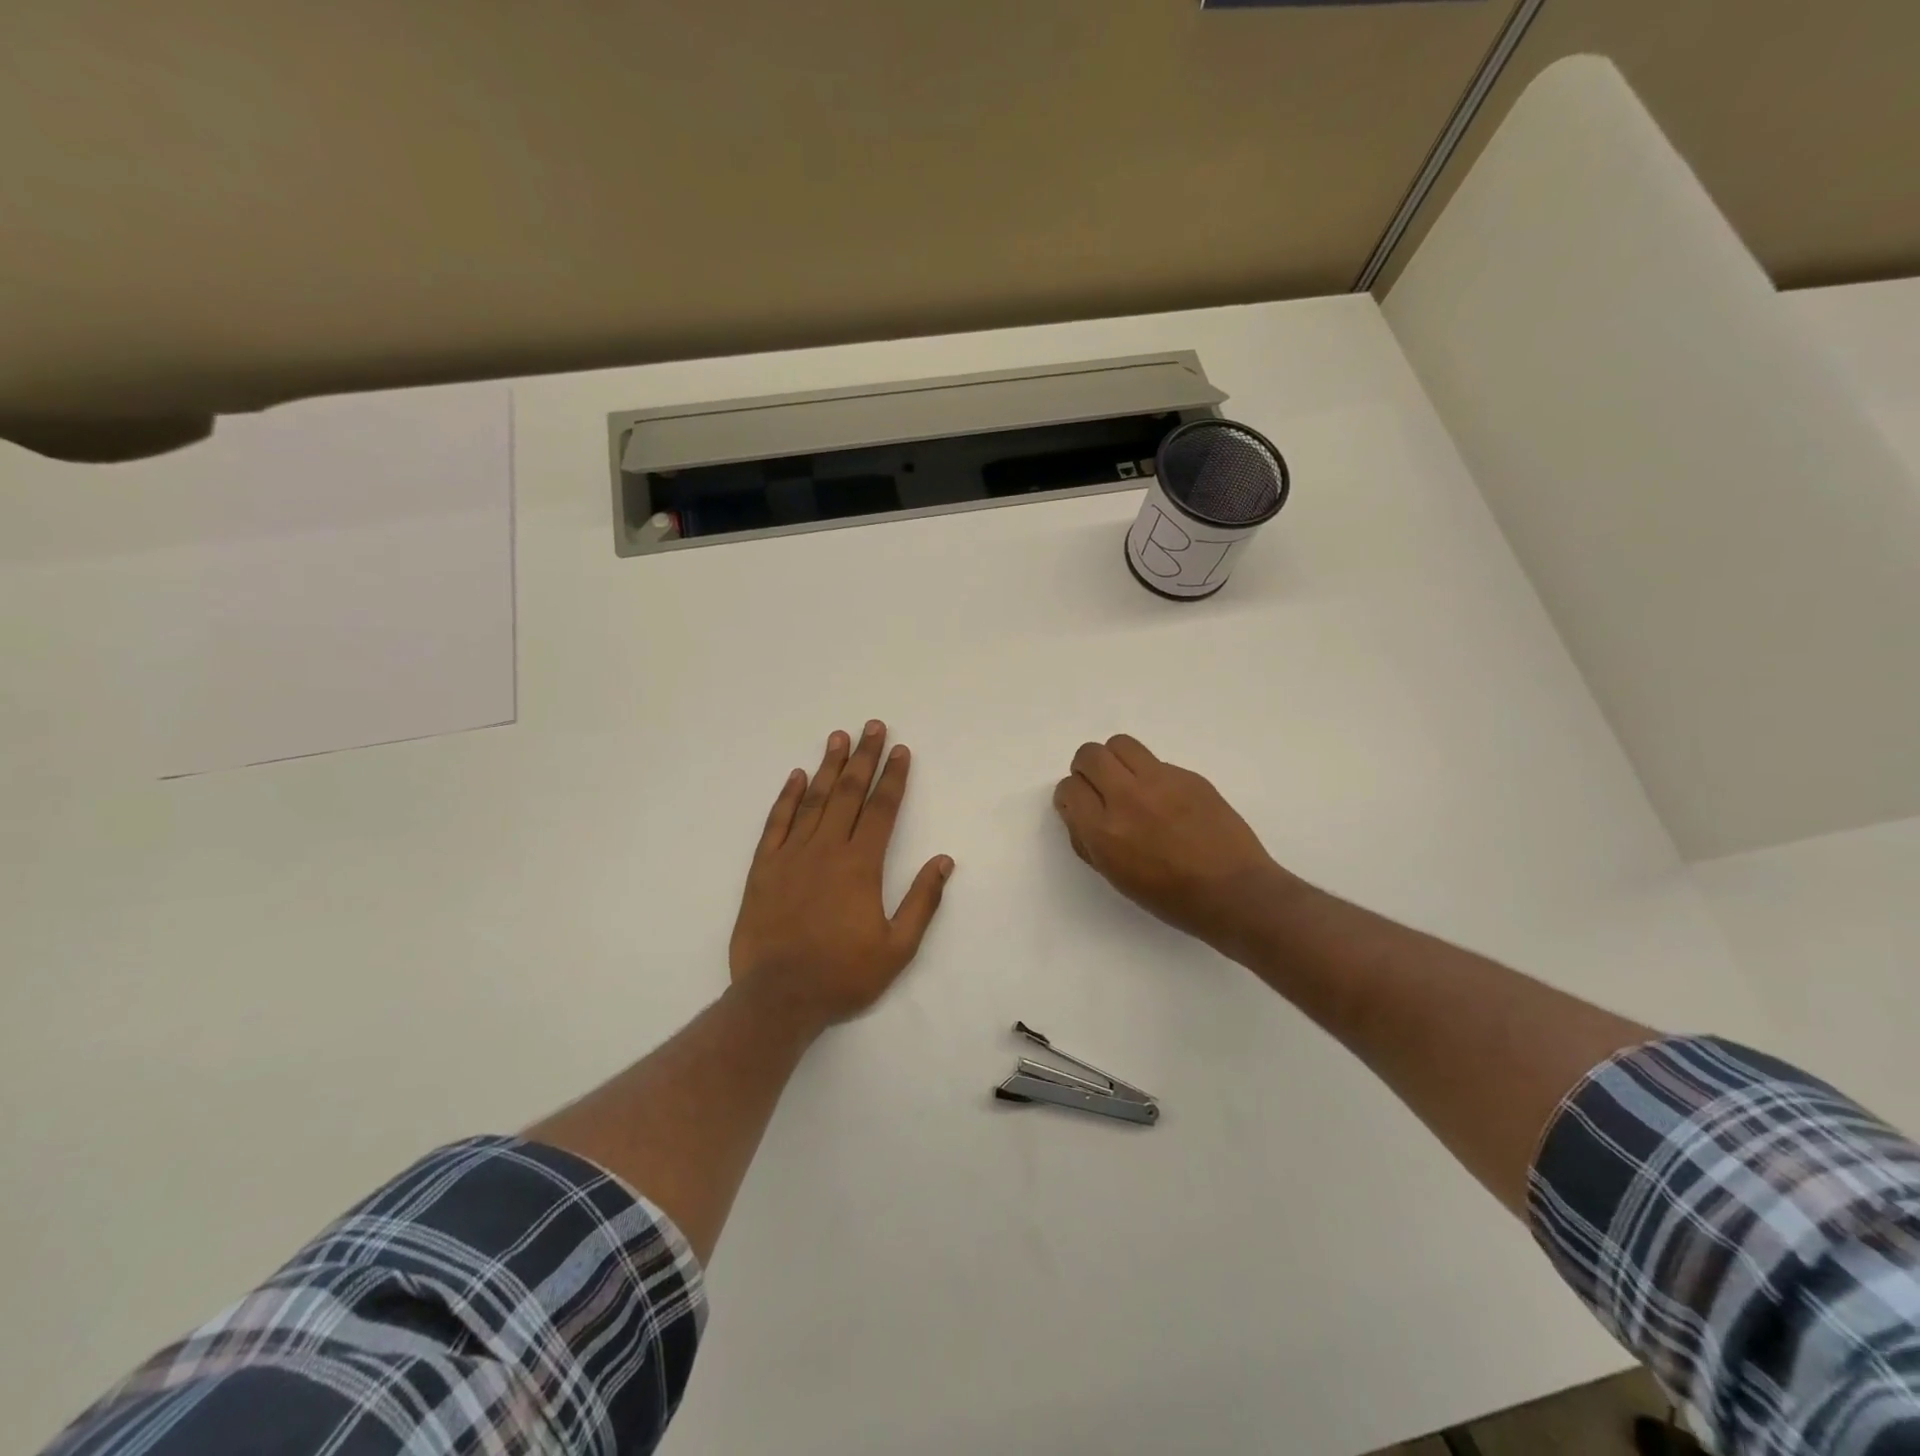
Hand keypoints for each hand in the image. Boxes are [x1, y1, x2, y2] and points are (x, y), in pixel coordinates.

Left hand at [730, 721, 953, 1026]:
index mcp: (861, 866)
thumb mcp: (897, 948)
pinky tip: (796, 776)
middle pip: (848, 793)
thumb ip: (922, 901)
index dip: (893, 778)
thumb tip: (944, 861)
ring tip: (838, 737)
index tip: (901, 750)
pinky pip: (776, 823)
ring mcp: (791, 855)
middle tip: (873, 727)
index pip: (882, 810)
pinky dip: (786, 797)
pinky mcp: (763, 868)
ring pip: (813, 800)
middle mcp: (827, 849)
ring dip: (828, 766)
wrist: (778, 997)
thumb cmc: (843, 974)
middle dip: (864, 758)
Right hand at [1053, 734, 1287, 953]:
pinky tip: (1166, 801)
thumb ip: (1088, 840)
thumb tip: (1077, 812)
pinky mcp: (1188, 775)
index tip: (1081, 806)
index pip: (1069, 788)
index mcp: (1104, 831)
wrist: (1233, 892)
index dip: (1071, 797)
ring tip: (1127, 782)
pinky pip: (1155, 761)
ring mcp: (1160, 781)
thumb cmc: (1170, 897)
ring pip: (1120, 744)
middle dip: (1086, 768)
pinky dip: (1150, 775)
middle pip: (1090, 755)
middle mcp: (1127, 798)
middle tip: (1099, 787)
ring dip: (1115, 760)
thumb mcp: (1115, 877)